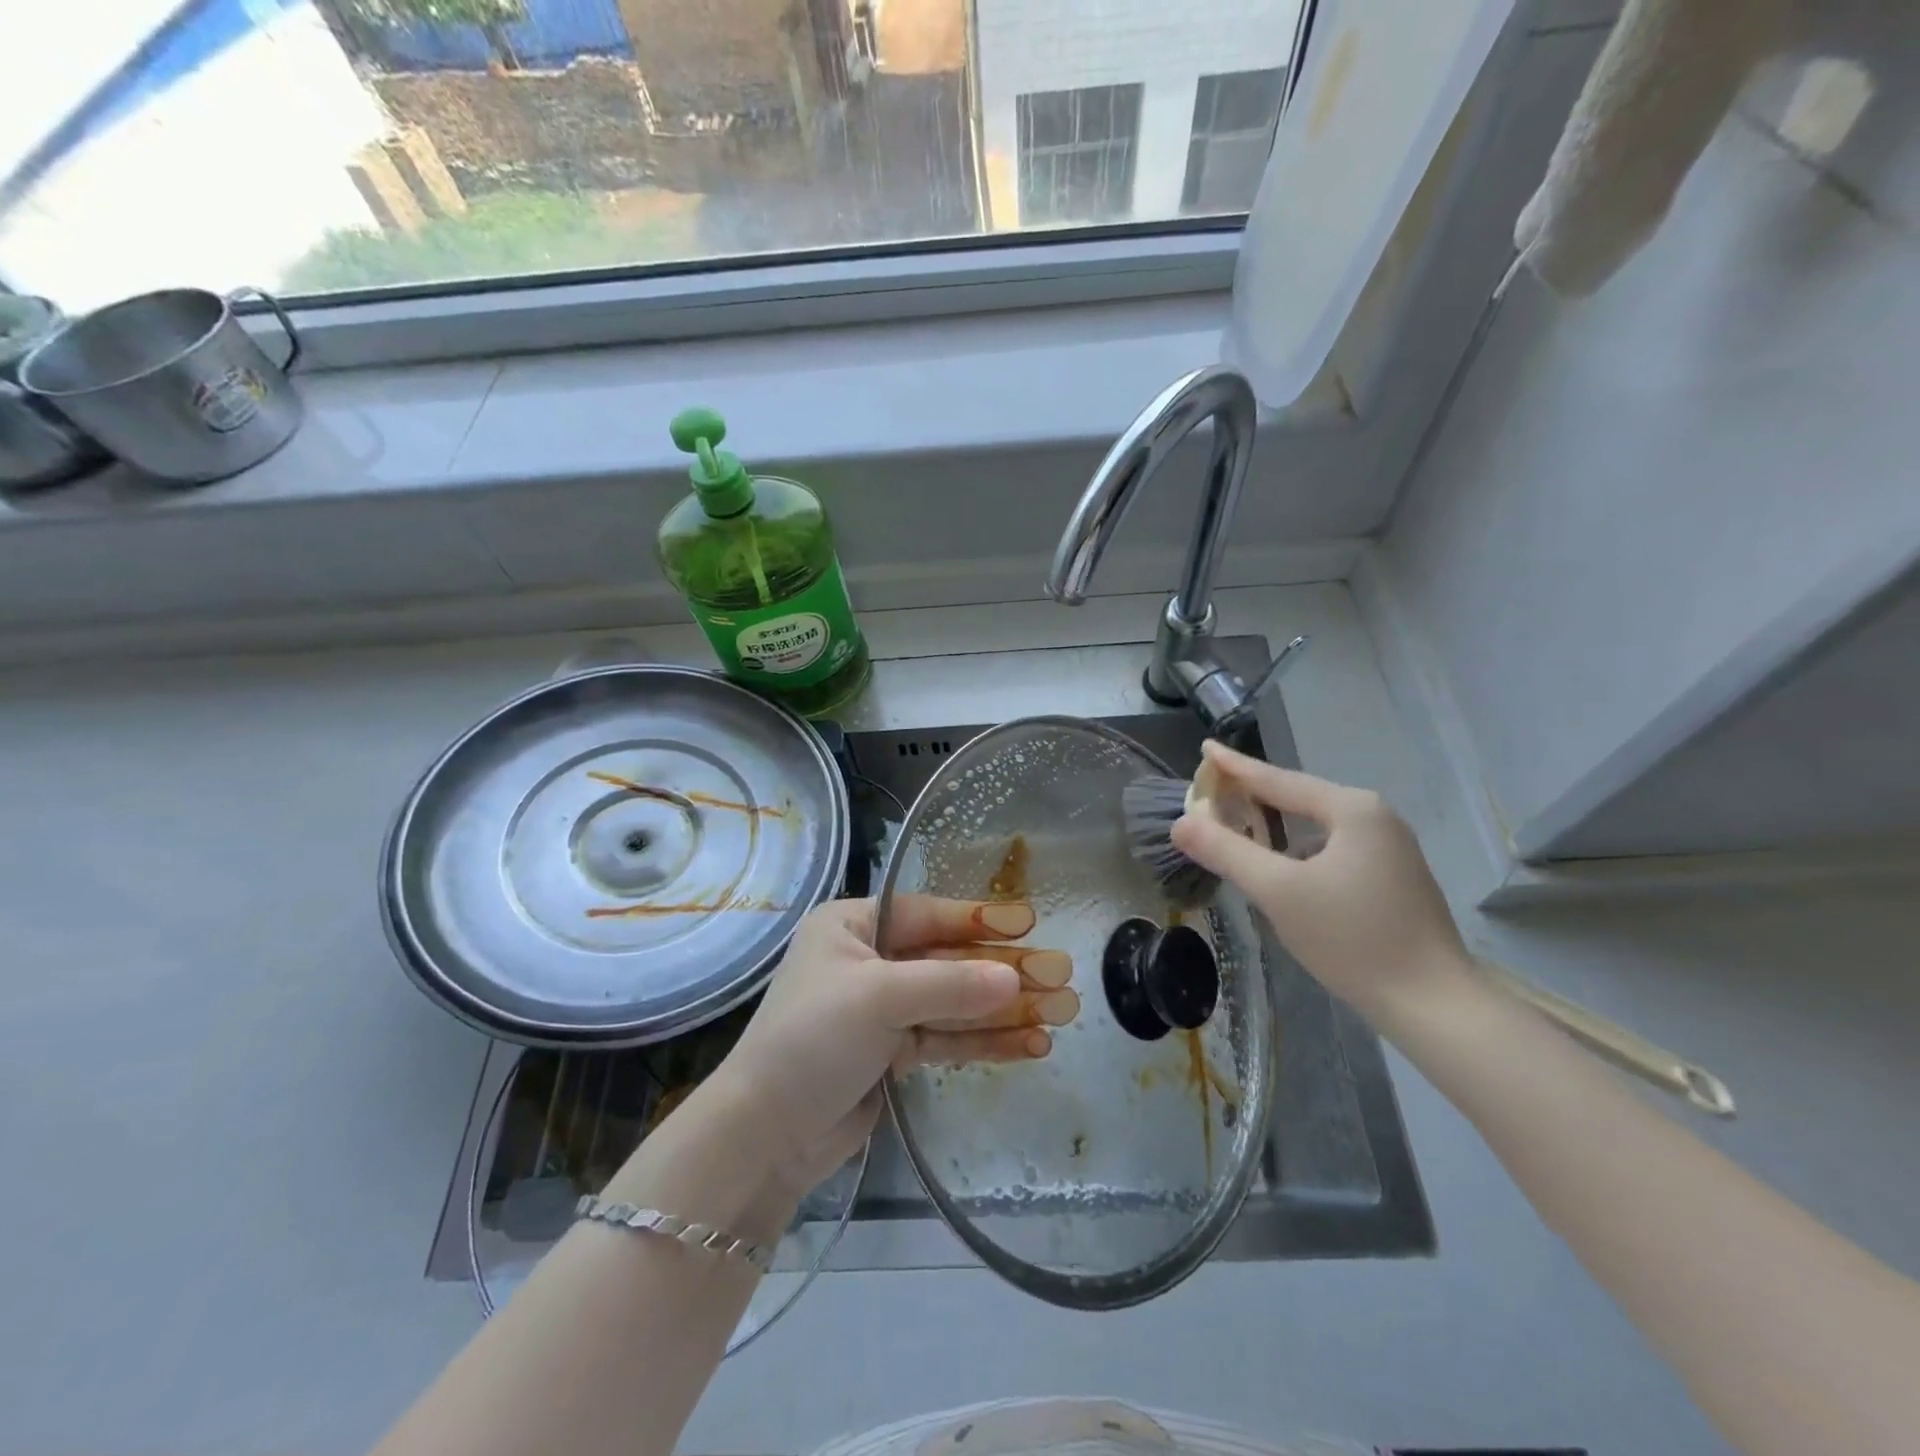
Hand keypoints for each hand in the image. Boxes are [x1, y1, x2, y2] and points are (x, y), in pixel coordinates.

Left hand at [707, 896, 1077, 1196]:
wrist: (764, 1135)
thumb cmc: (812, 1039)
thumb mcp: (879, 998)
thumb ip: (950, 985)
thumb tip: (1017, 980)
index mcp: (852, 926)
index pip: (929, 915)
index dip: (980, 919)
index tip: (1029, 922)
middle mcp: (869, 960)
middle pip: (948, 960)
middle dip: (1003, 972)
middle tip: (1061, 976)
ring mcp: (882, 1009)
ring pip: (954, 1002)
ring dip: (1004, 1010)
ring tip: (1061, 1014)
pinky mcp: (892, 1052)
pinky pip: (947, 1038)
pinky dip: (985, 1041)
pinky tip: (1030, 1044)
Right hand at [1169, 741, 1468, 1025]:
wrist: (1433, 1004)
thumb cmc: (1352, 939)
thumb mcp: (1277, 892)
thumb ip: (1226, 851)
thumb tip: (1181, 823)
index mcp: (1351, 809)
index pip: (1278, 780)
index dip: (1235, 766)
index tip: (1205, 748)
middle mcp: (1375, 817)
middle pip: (1299, 798)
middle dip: (1254, 795)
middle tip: (1214, 788)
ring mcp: (1389, 848)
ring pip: (1316, 825)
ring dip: (1276, 824)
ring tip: (1239, 823)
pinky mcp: (1392, 877)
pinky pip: (1331, 847)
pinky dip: (1298, 849)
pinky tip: (1281, 866)